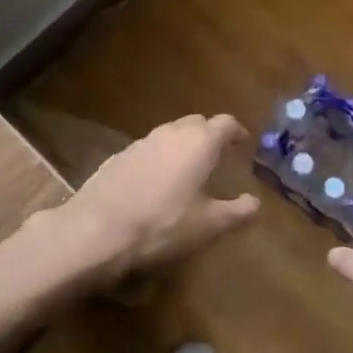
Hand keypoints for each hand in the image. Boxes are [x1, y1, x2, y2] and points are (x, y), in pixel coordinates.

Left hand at [50, 114, 257, 280]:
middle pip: (197, 123)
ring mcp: (142, 141)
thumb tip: (256, 204)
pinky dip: (159, 157)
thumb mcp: (207, 225)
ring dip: (183, 145)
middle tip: (218, 157)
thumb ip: (236, 212)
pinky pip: (148, 148)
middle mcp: (172, 133)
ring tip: (188, 169)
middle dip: (210, 135)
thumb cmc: (162, 224)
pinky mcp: (119, 155)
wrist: (96, 230)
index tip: (243, 145)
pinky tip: (155, 182)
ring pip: (171, 133)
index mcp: (200, 142)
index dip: (237, 132)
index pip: (226, 123)